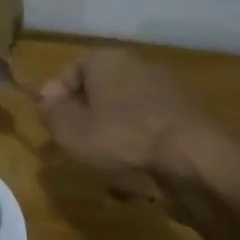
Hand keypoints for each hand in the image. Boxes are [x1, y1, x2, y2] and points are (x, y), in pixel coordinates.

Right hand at [37, 49, 195, 184]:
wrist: (192, 161)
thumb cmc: (121, 138)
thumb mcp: (69, 130)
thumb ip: (50, 114)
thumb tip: (46, 103)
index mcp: (107, 60)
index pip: (70, 71)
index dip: (54, 98)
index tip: (48, 125)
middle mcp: (138, 68)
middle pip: (98, 95)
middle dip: (83, 123)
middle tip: (72, 148)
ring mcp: (166, 94)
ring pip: (122, 118)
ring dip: (109, 142)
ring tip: (102, 170)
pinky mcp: (185, 121)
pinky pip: (147, 135)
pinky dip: (136, 153)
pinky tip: (133, 178)